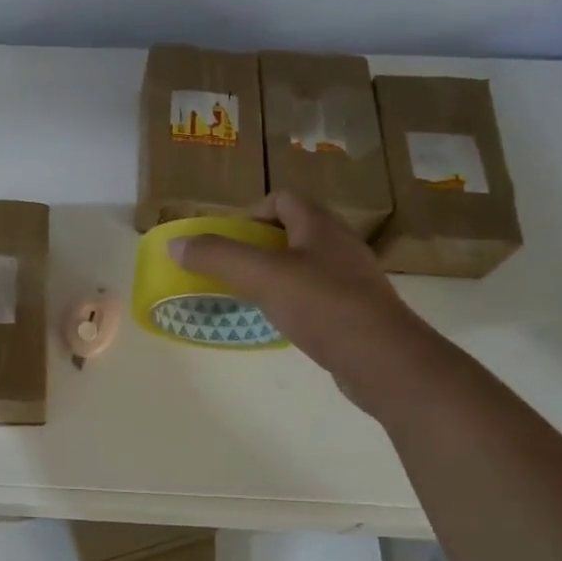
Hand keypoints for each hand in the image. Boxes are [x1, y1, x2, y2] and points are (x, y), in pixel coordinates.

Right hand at [168, 193, 441, 410]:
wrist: (386, 361)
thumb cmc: (324, 306)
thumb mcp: (262, 276)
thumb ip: (217, 256)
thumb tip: (176, 245)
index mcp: (320, 225)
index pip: (281, 199)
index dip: (250, 213)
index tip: (228, 242)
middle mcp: (339, 244)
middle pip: (290, 231)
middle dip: (256, 246)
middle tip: (231, 269)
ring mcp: (350, 278)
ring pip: (302, 264)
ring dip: (272, 274)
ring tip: (248, 296)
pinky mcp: (355, 310)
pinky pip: (314, 293)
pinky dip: (291, 300)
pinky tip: (278, 322)